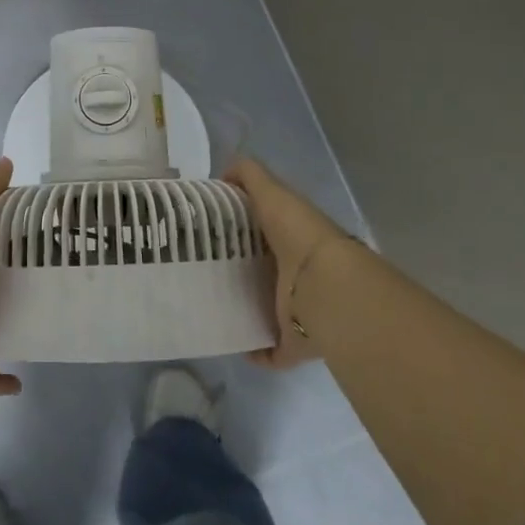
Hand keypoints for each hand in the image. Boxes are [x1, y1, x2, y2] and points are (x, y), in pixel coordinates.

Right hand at [225, 155, 349, 369]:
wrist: (328, 289)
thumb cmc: (298, 234)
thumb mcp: (272, 193)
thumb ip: (249, 176)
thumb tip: (224, 173)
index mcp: (291, 236)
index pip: (262, 228)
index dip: (237, 226)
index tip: (204, 230)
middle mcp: (295, 272)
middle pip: (261, 268)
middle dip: (236, 268)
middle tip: (197, 268)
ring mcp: (296, 309)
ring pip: (265, 306)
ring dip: (244, 307)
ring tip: (208, 305)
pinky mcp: (293, 341)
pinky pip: (270, 349)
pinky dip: (255, 350)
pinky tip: (230, 343)